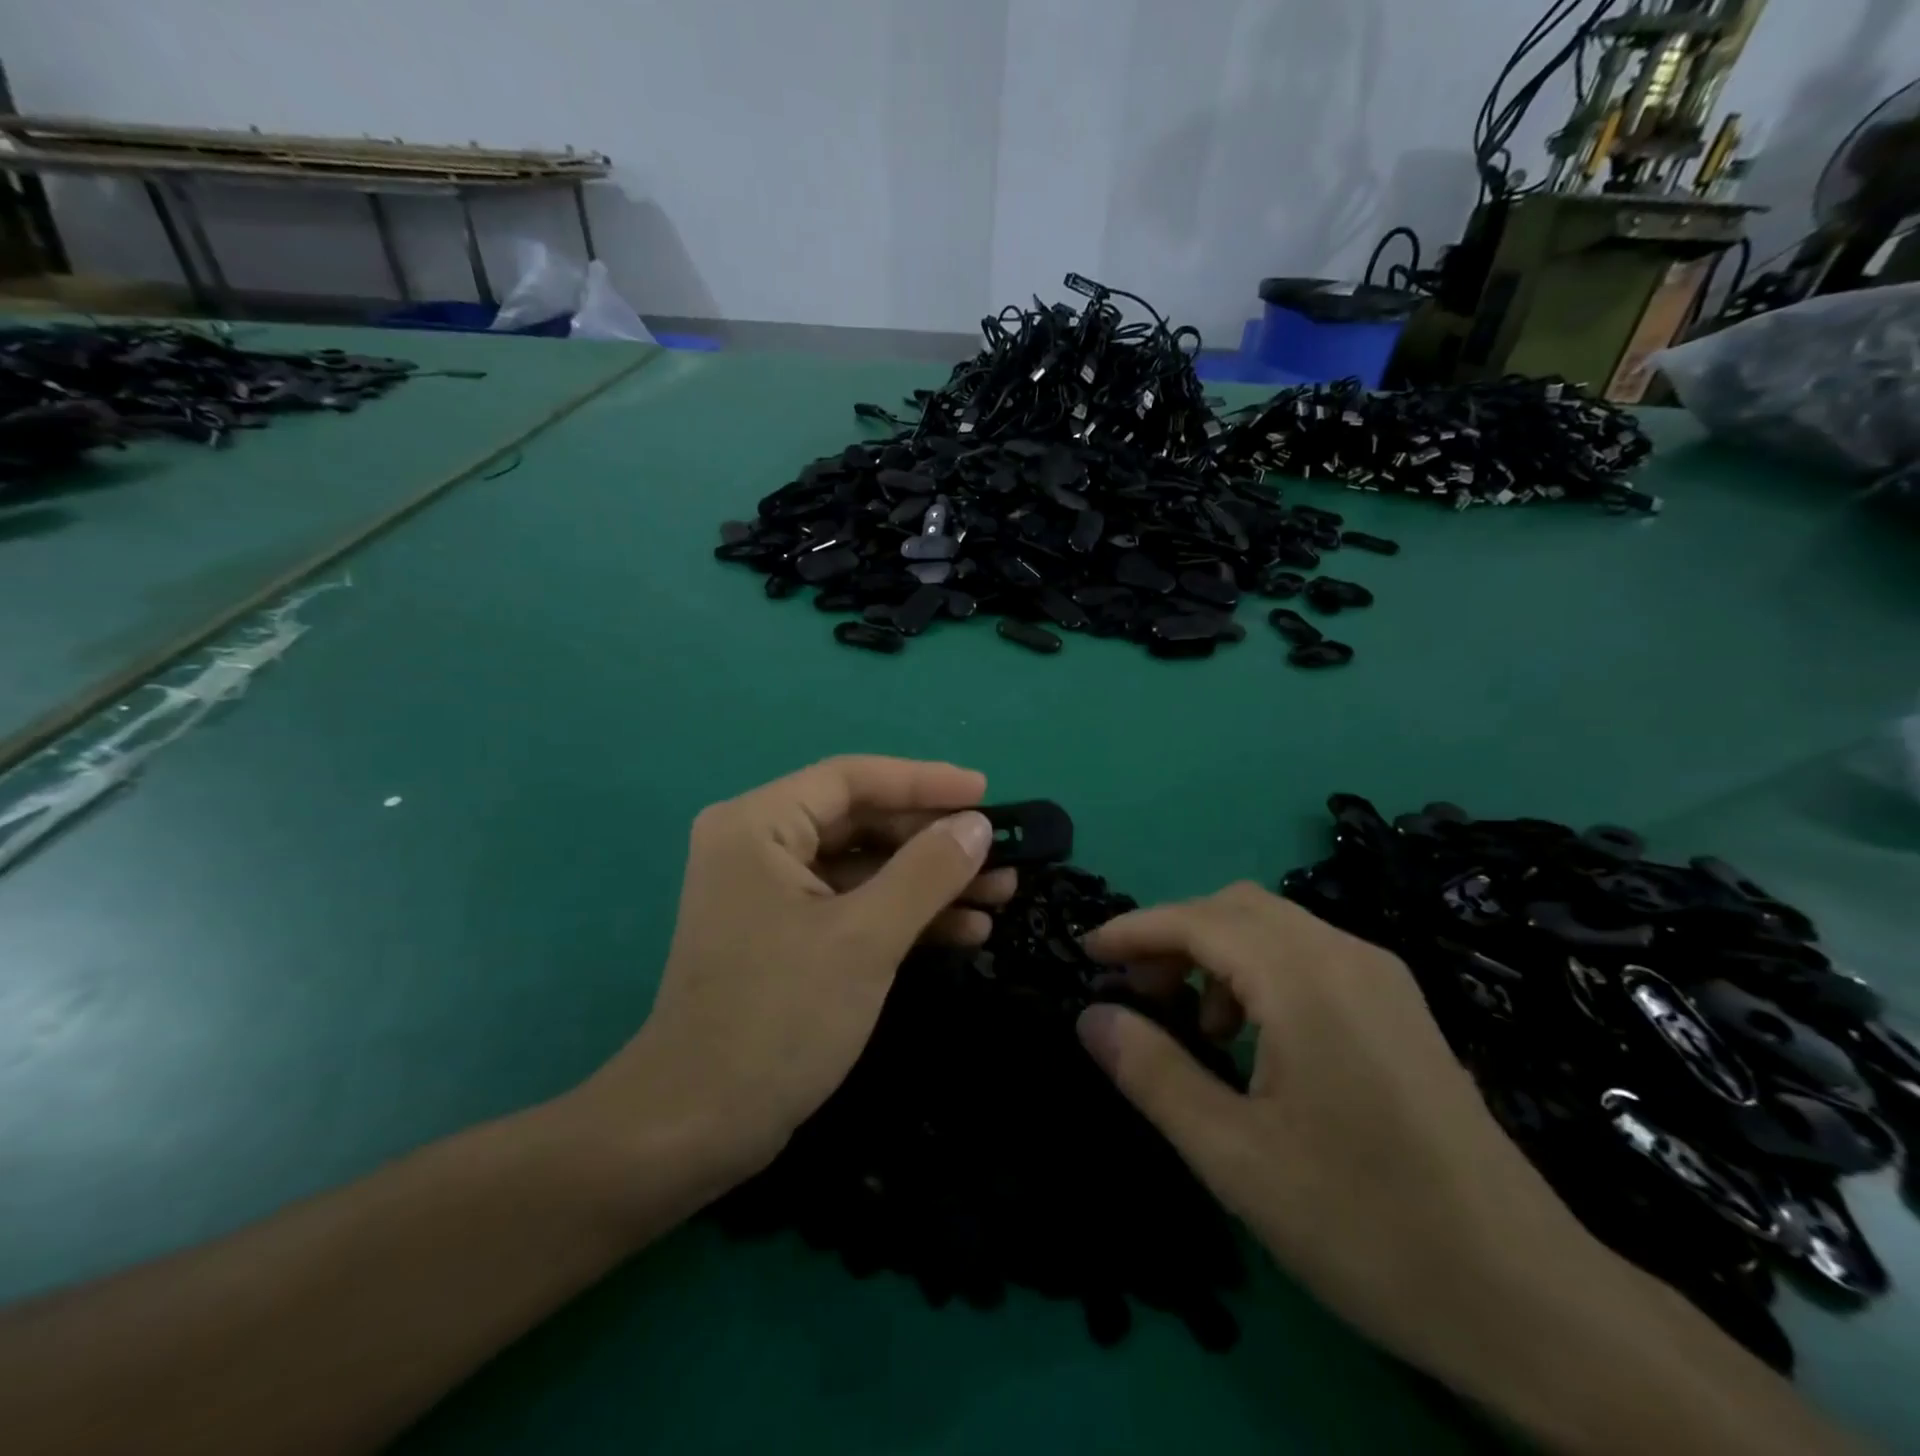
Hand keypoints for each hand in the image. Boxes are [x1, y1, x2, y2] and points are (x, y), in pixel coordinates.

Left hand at [579, 756, 1006, 1186]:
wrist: (698, 1128)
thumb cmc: (778, 1017)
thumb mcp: (865, 937)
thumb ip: (927, 872)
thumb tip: (976, 825)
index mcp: (758, 824)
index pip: (852, 779)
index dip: (924, 781)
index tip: (984, 793)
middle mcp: (758, 845)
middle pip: (862, 822)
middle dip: (934, 841)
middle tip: (1001, 853)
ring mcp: (771, 894)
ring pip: (865, 868)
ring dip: (930, 882)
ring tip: (1000, 893)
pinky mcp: (786, 936)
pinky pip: (854, 906)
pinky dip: (905, 915)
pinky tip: (964, 930)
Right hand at [1076, 883, 1626, 1397]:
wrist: (1533, 1302)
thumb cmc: (1366, 1226)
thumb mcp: (1233, 1156)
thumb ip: (1152, 1072)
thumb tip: (1091, 1016)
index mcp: (1306, 980)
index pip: (1198, 919)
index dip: (1134, 929)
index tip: (1085, 953)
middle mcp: (1347, 957)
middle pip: (1236, 907)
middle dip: (1173, 937)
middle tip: (1136, 994)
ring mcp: (1382, 979)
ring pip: (1274, 927)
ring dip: (1216, 953)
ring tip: (1194, 1025)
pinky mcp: (1401, 1009)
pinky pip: (1309, 957)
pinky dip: (1258, 972)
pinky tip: (1253, 1040)